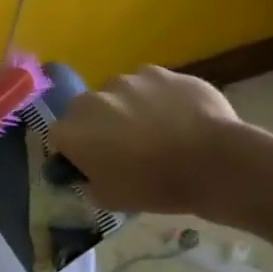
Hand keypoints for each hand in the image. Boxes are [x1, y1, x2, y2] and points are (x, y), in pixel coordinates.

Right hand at [48, 66, 251, 214]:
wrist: (212, 162)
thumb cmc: (155, 186)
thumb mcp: (110, 199)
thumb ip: (89, 182)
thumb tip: (88, 174)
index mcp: (71, 131)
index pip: (59, 137)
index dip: (76, 150)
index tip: (94, 163)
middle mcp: (91, 100)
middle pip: (86, 110)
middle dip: (100, 124)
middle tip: (126, 146)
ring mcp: (126, 81)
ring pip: (119, 94)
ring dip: (128, 107)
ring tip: (157, 129)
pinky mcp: (159, 72)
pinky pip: (150, 84)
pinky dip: (158, 97)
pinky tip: (179, 116)